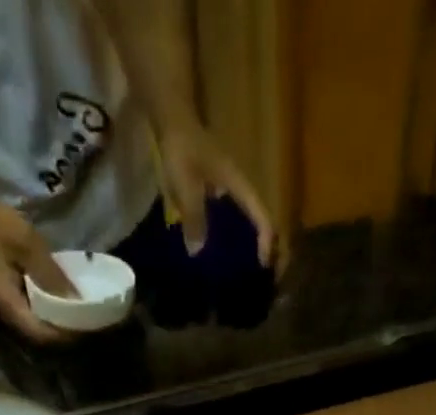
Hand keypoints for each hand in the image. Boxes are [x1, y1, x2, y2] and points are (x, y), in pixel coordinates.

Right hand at [0, 192, 77, 343]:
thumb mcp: (28, 244)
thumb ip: (51, 274)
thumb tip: (76, 301)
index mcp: (7, 303)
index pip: (40, 333)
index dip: (64, 335)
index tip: (85, 327)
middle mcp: (6, 312)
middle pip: (40, 335)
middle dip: (65, 333)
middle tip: (89, 324)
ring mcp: (7, 306)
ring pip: (38, 327)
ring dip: (59, 325)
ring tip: (82, 317)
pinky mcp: (11, 298)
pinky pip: (34, 314)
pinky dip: (51, 313)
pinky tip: (66, 303)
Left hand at [155, 123, 276, 265]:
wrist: (170, 118)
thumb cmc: (182, 149)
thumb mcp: (187, 185)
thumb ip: (194, 217)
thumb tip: (197, 252)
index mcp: (240, 187)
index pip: (263, 218)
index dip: (266, 243)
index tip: (263, 267)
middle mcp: (238, 190)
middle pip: (258, 222)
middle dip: (261, 249)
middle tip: (256, 275)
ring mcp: (226, 190)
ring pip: (243, 223)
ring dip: (244, 246)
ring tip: (237, 271)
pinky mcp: (213, 192)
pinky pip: (225, 219)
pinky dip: (225, 237)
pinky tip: (214, 252)